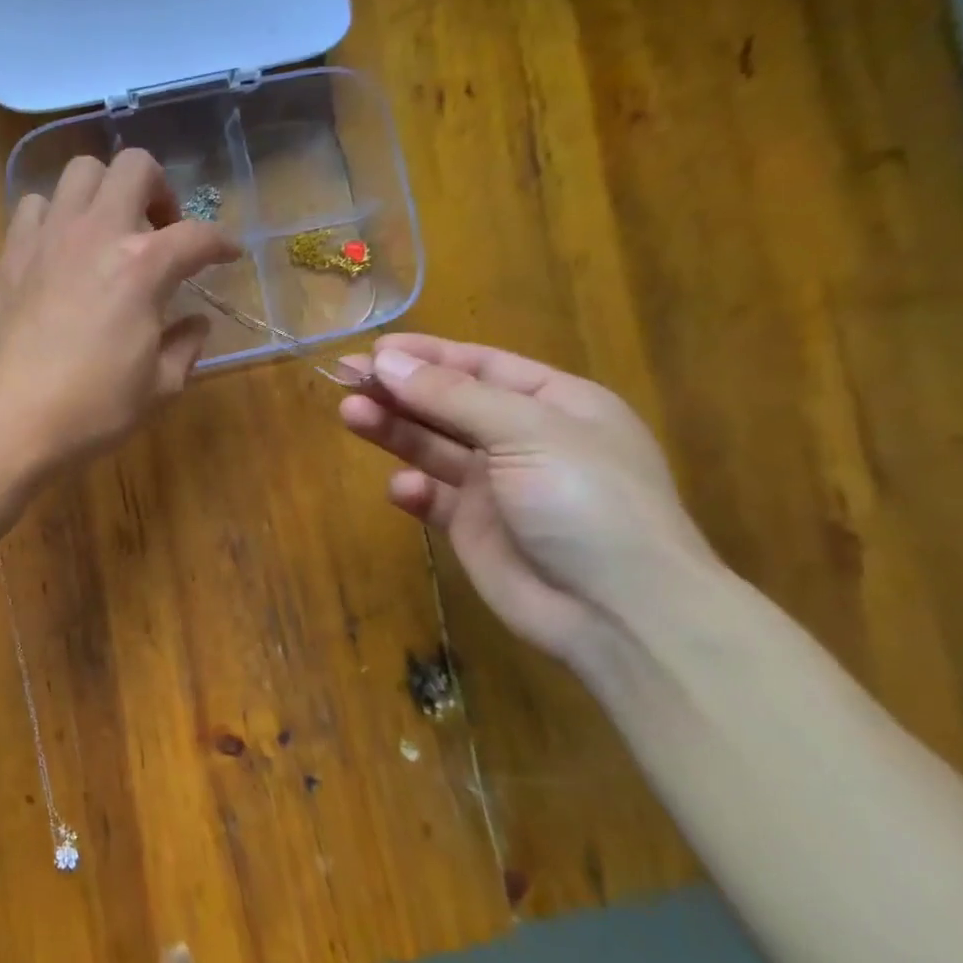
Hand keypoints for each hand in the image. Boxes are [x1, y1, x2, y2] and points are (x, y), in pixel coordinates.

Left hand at [0, 150, 238, 470]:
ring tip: (107, 232)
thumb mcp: (157, 388)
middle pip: (135, 167)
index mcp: (143, 266)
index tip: (228, 255)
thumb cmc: (91, 410)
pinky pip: (34, 206)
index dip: (222, 242)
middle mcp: (97, 233)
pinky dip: (55, 215)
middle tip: (159, 229)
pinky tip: (60, 250)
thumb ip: (185, 348)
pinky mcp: (11, 253)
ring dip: (104, 192)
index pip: (197, 236)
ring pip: (80, 172)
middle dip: (159, 188)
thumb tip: (197, 324)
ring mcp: (48, 237)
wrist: (7, 419)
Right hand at [339, 335, 719, 667]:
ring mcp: (497, 486)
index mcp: (555, 403)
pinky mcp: (473, 528)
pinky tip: (403, 489)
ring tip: (349, 414)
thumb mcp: (526, 432)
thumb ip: (452, 396)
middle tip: (345, 378)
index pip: (481, 365)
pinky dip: (413, 491)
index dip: (426, 355)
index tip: (373, 351)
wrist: (617, 611)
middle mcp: (523, 439)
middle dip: (399, 390)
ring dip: (394, 430)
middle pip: (448, 403)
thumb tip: (384, 360)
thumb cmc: (586, 501)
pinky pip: (433, 498)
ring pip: (432, 446)